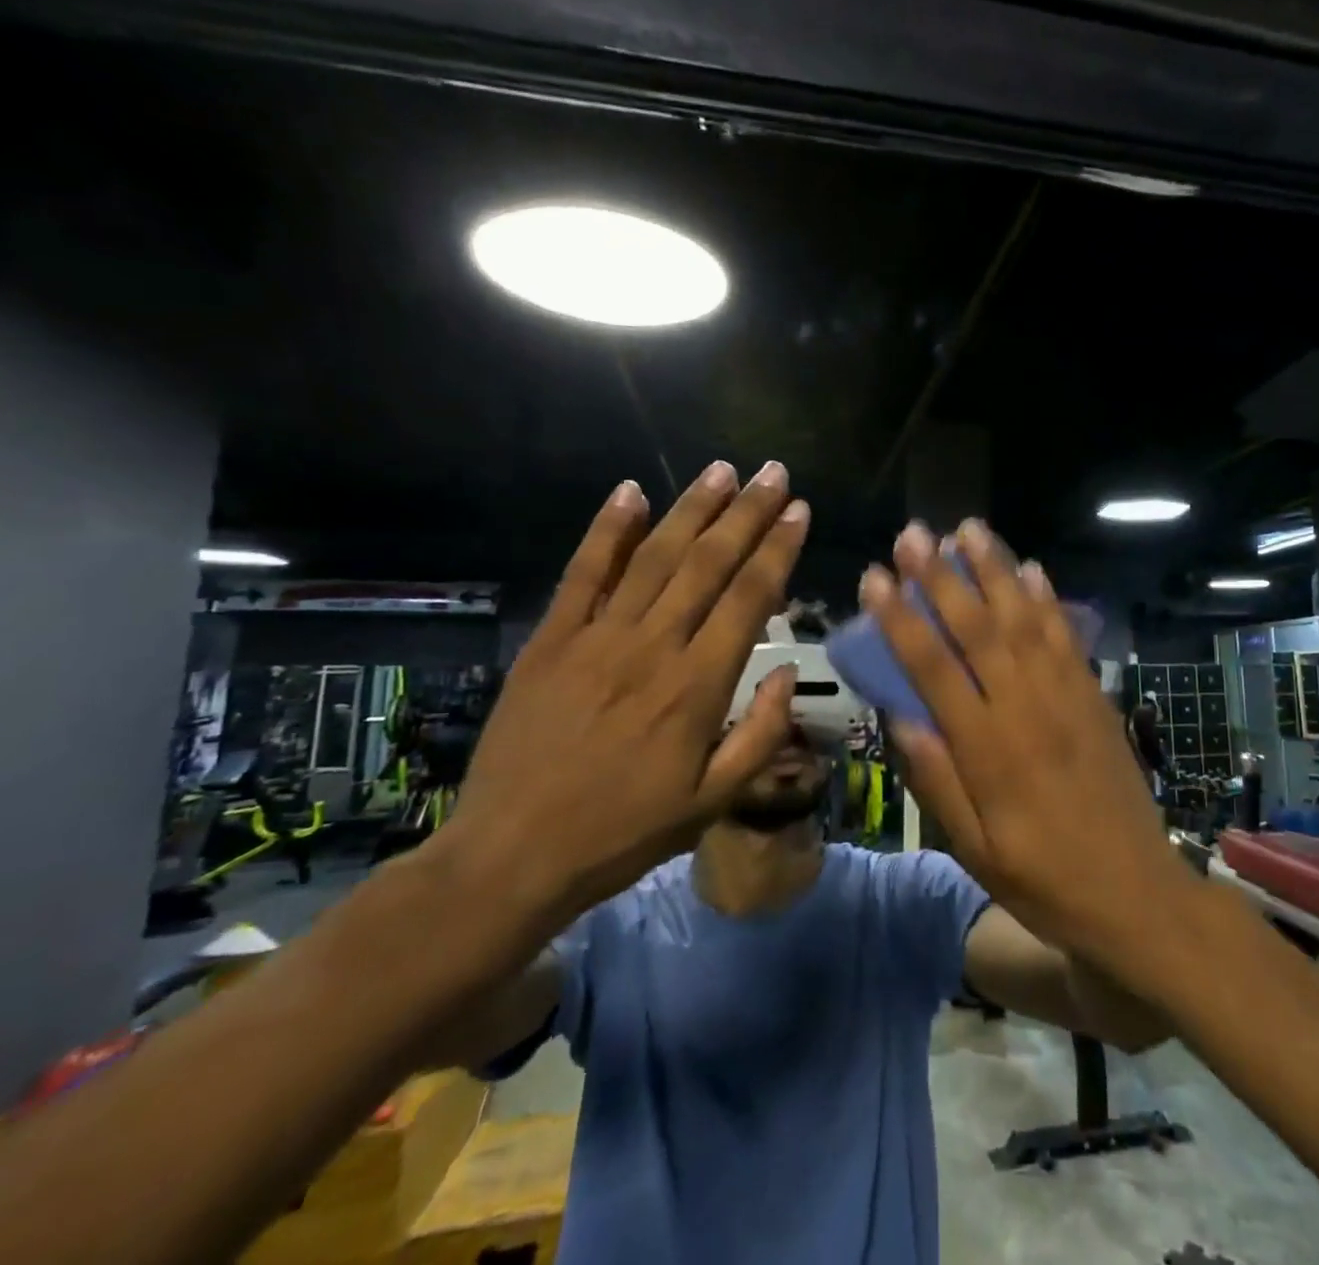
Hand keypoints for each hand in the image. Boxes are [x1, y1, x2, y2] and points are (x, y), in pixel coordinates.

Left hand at [444, 462, 808, 924]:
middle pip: (708, 564)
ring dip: (691, 508)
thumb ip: (760, 735)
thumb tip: (788, 673)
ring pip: (654, 557)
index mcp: (698, 686)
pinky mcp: (551, 640)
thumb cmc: (624, 832)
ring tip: (722, 470)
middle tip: (773, 472)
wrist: (512, 856)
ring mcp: (597, 637)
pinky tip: (631, 492)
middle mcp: (653, 647)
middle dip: (746, 513)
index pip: (749, 598)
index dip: (778, 549)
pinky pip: (582, 574)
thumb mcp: (712, 802)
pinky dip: (607, 530)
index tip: (799, 511)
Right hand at [859, 519, 1195, 959]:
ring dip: (995, 571)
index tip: (875, 577)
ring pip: (1024, 619)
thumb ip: (936, 780)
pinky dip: (1047, 599)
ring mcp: (1067, 697)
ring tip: (969, 529)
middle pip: (977, 629)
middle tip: (914, 534)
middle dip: (942, 577)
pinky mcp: (1096, 697)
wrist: (1138, 895)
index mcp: (988, 750)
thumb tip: (899, 715)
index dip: (901, 620)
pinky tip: (1031, 568)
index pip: (934, 669)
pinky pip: (1067, 637)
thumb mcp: (976, 850)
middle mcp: (1026, 709)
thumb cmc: (1045, 881)